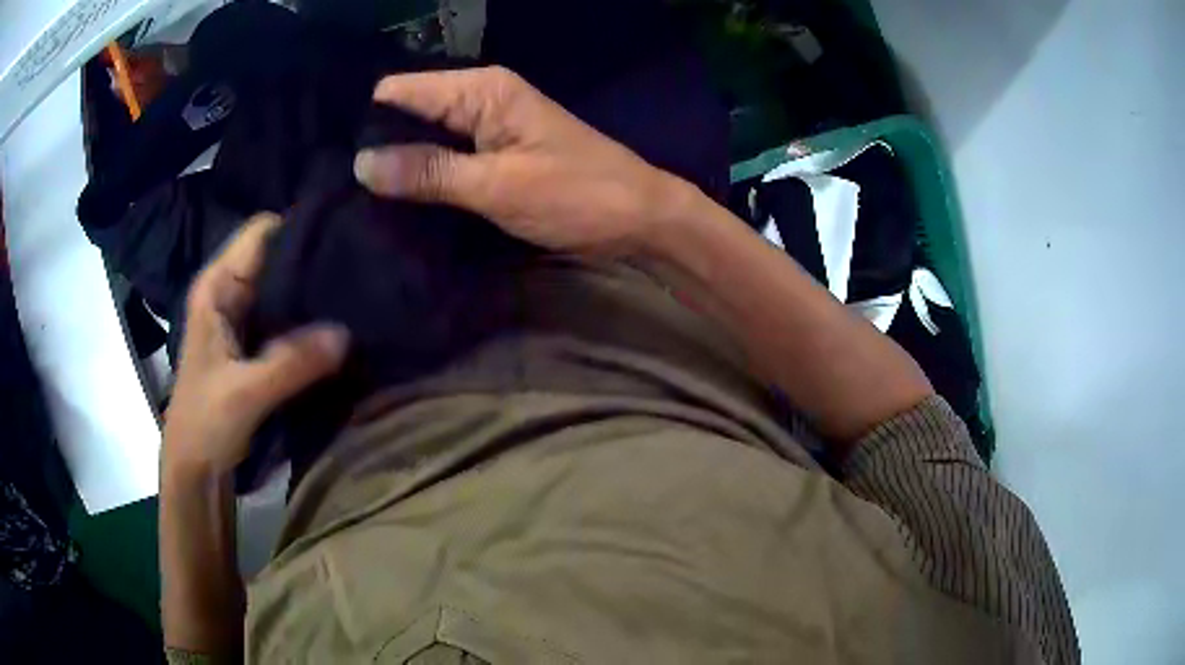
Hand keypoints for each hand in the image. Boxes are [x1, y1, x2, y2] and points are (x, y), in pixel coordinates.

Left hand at [163, 213, 348, 477]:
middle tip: (360, 267)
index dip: (298, 228)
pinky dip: (310, 320)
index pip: (261, 232)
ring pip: (284, 287)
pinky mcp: (256, 343)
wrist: (195, 468)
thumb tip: (347, 334)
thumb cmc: (205, 423)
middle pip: (276, 256)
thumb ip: (292, 363)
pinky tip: (340, 324)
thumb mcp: (245, 393)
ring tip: (358, 293)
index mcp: (217, 287)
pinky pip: (288, 318)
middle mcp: (230, 292)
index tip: (341, 236)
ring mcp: (243, 317)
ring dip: (314, 293)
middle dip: (313, 260)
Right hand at [353, 66, 687, 257]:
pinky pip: (446, 155)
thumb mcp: (496, 185)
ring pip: (425, 135)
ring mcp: (489, 125)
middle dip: (378, 143)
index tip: (329, 157)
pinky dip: (424, 174)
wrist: (640, 217)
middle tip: (336, 186)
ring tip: (355, 197)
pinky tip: (398, 198)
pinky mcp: (496, 152)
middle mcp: (480, 97)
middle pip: (410, 111)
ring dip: (399, 162)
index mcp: (480, 90)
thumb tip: (361, 164)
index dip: (365, 119)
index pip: (400, 90)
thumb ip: (427, 172)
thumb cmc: (576, 195)